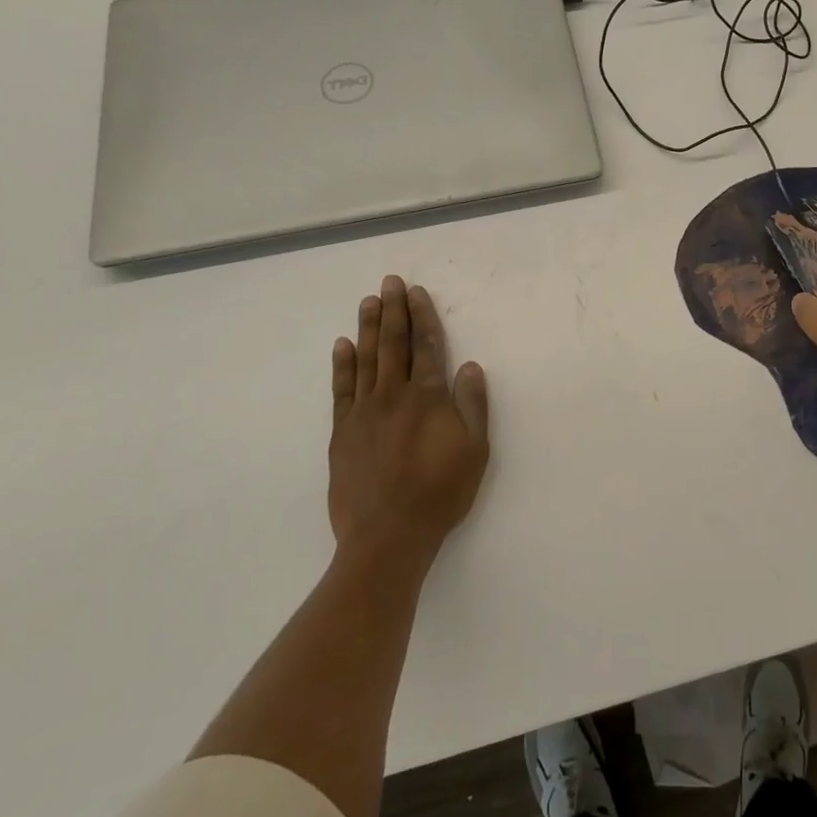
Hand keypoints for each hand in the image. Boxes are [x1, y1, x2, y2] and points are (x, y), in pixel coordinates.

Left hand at [328, 276, 489, 570]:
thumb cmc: (440, 492)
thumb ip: (472, 405)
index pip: (426, 346)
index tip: (416, 292)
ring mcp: (364, 412)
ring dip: (368, 327)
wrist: (388, 534)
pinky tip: (342, 345)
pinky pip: (341, 389)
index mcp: (428, 397)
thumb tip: (469, 366)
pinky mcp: (342, 431)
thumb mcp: (475, 450)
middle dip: (394, 310)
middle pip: (393, 344)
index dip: (423, 317)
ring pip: (366, 359)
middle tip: (390, 282)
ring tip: (368, 301)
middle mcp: (393, 395)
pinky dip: (342, 365)